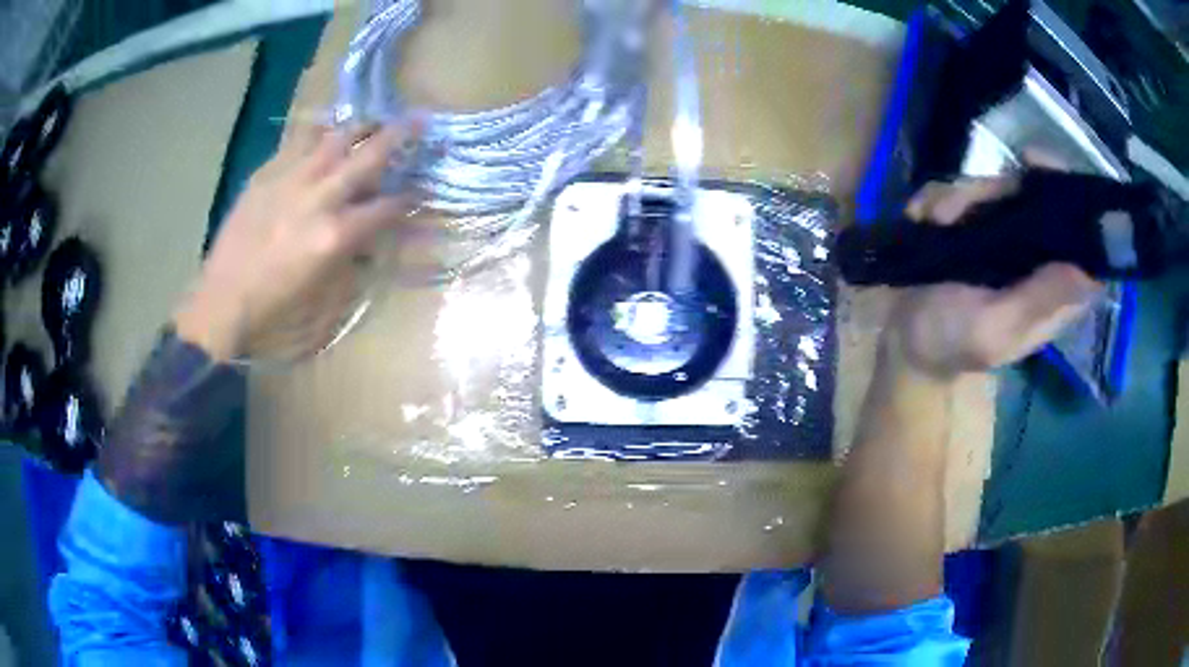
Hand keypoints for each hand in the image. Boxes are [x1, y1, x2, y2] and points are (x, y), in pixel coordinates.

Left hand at [174, 120, 422, 360]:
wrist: (223, 298)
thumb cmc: (275, 306)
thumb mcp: (323, 291)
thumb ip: (351, 256)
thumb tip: (367, 237)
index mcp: (335, 236)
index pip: (386, 208)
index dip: (407, 199)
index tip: (418, 190)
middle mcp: (319, 199)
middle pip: (368, 158)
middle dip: (398, 137)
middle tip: (417, 120)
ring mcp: (291, 180)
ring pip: (334, 139)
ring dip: (359, 128)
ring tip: (371, 121)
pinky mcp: (267, 173)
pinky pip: (298, 141)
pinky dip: (317, 134)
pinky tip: (324, 132)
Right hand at [886, 173, 1103, 378]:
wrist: (905, 338)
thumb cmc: (953, 343)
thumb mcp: (997, 329)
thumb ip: (1038, 300)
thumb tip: (1087, 270)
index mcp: (1054, 289)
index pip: (1085, 242)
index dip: (1077, 201)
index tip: (1042, 169)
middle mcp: (1038, 256)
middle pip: (1036, 195)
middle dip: (997, 190)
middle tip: (961, 208)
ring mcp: (1006, 235)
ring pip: (996, 186)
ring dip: (960, 198)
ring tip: (935, 224)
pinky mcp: (976, 222)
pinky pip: (963, 190)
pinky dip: (939, 200)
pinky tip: (925, 222)